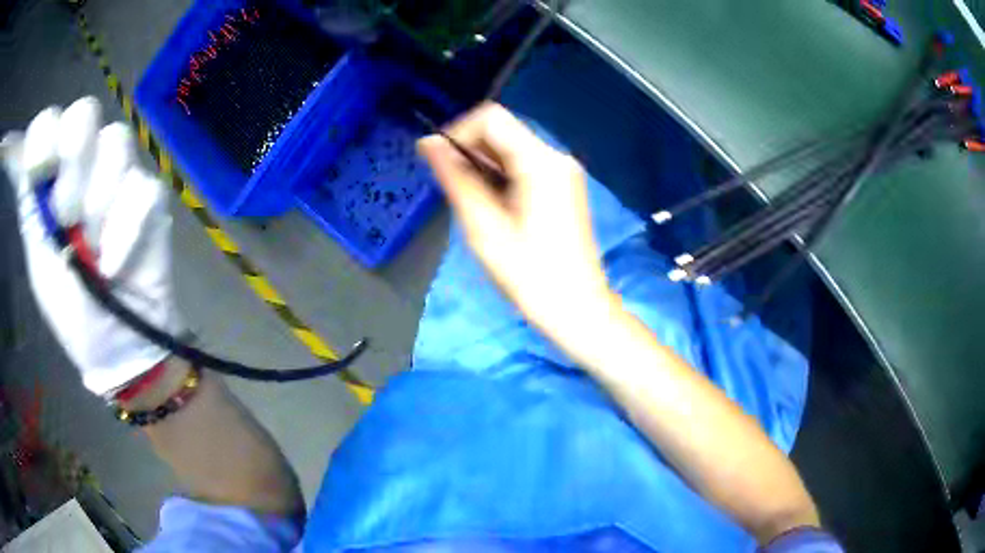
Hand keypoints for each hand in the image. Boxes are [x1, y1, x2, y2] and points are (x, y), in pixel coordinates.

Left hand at [2, 97, 180, 395]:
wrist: (117, 346)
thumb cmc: (71, 312)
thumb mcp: (39, 264)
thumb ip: (32, 210)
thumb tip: (30, 167)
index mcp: (50, 180)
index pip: (46, 124)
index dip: (44, 136)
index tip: (41, 174)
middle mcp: (81, 165)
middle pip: (84, 112)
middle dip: (74, 163)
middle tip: (68, 218)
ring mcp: (118, 176)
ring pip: (116, 141)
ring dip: (99, 204)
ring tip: (94, 252)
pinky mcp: (149, 197)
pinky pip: (143, 188)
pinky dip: (125, 231)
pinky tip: (114, 265)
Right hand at [418, 103, 615, 344]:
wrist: (578, 310)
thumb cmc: (530, 275)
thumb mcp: (484, 228)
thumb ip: (456, 179)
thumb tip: (428, 143)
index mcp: (541, 162)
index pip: (491, 118)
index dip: (458, 133)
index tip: (439, 164)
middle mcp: (556, 157)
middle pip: (502, 131)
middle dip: (470, 151)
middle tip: (453, 190)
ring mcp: (563, 172)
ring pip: (511, 149)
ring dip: (483, 166)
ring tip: (472, 204)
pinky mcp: (563, 187)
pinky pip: (524, 166)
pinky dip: (501, 177)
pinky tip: (493, 208)